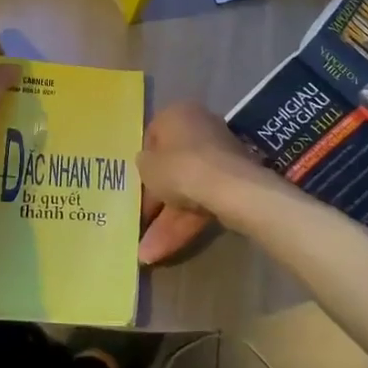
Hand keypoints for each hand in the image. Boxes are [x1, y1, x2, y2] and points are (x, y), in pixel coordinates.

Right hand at [137, 102, 264, 264]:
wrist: (228, 188)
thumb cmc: (178, 167)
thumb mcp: (146, 166)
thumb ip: (143, 164)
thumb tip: (147, 167)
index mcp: (177, 114)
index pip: (153, 137)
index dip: (143, 165)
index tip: (135, 188)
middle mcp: (200, 129)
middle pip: (172, 167)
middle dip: (156, 201)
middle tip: (141, 223)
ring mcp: (219, 158)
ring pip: (187, 190)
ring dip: (166, 221)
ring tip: (146, 253)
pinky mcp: (232, 183)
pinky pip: (202, 201)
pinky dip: (185, 223)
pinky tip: (164, 250)